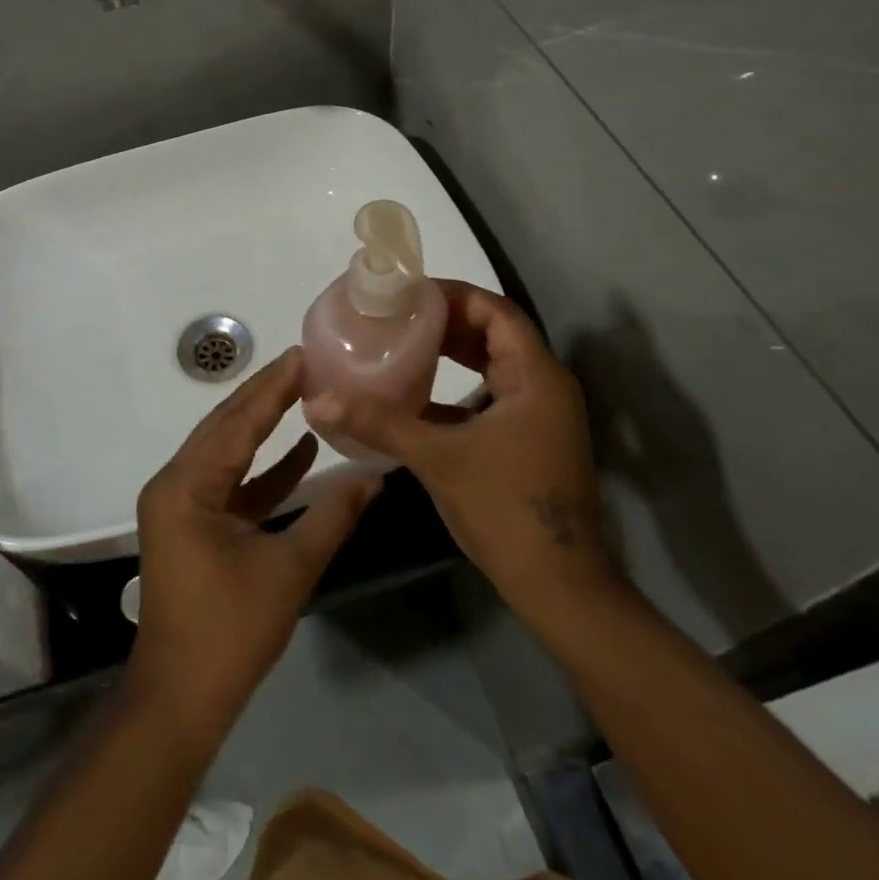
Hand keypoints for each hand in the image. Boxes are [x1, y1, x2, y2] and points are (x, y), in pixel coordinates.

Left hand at [128, 348, 382, 736]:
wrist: (180, 699)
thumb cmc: (230, 633)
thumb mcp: (289, 570)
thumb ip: (331, 516)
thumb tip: (375, 477)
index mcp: (188, 486)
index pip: (237, 422)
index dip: (272, 388)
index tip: (302, 355)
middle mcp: (176, 483)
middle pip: (225, 427)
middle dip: (265, 396)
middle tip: (305, 364)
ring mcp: (181, 504)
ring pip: (227, 452)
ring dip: (264, 427)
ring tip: (305, 394)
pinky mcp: (193, 524)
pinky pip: (229, 483)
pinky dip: (262, 469)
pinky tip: (301, 452)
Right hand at [305, 280, 614, 604]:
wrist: (558, 586)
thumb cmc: (504, 508)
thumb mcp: (437, 458)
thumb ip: (379, 423)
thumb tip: (320, 400)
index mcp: (536, 376)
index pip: (495, 311)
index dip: (453, 295)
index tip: (408, 293)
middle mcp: (545, 386)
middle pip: (495, 333)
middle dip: (447, 321)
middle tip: (397, 315)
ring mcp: (541, 415)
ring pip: (494, 364)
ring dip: (453, 352)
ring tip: (403, 344)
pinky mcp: (531, 440)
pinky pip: (493, 394)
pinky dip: (459, 386)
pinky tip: (418, 396)